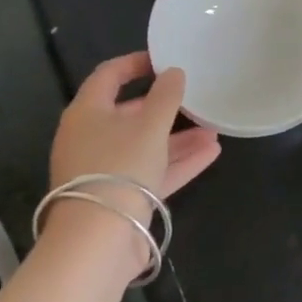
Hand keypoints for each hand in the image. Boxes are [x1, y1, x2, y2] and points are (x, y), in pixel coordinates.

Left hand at [47, 52, 220, 201]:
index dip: (135, 63)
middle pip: (129, 113)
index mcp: (87, 113)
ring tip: (213, 127)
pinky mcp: (121, 198)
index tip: (164, 59)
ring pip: (145, 145)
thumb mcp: (149, 125)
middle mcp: (91, 139)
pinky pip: (152, 171)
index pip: (108, 76)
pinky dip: (178, 162)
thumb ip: (166, 96)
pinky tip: (211, 153)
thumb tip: (173, 72)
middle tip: (194, 96)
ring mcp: (105, 171)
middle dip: (165, 106)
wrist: (98, 242)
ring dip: (178, 136)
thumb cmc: (119, 167)